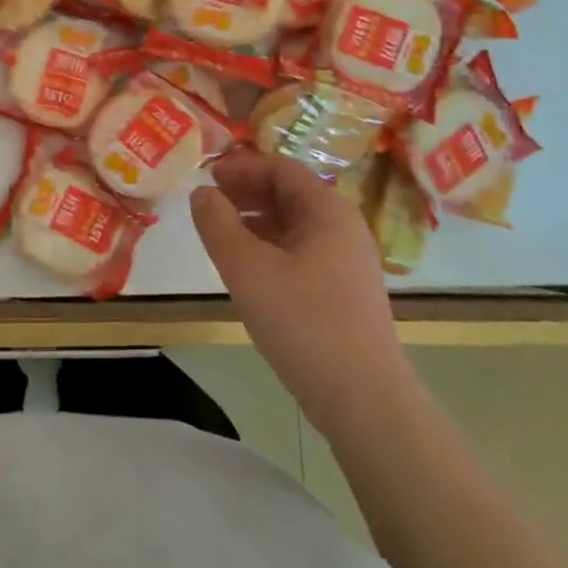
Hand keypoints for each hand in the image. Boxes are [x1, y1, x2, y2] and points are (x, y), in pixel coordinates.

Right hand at [191, 151, 410, 435]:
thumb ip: (217, 224)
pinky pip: (302, 251)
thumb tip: (202, 193)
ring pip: (295, 224)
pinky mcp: (345, 291)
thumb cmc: (303, 322)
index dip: (241, 167)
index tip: (207, 175)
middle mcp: (343, 227)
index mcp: (327, 210)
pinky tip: (249, 270)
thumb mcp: (246, 268)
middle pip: (290, 193)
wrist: (365, 401)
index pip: (280, 168)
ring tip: (221, 234)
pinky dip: (271, 247)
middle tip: (209, 201)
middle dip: (247, 192)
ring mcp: (348, 261)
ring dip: (256, 220)